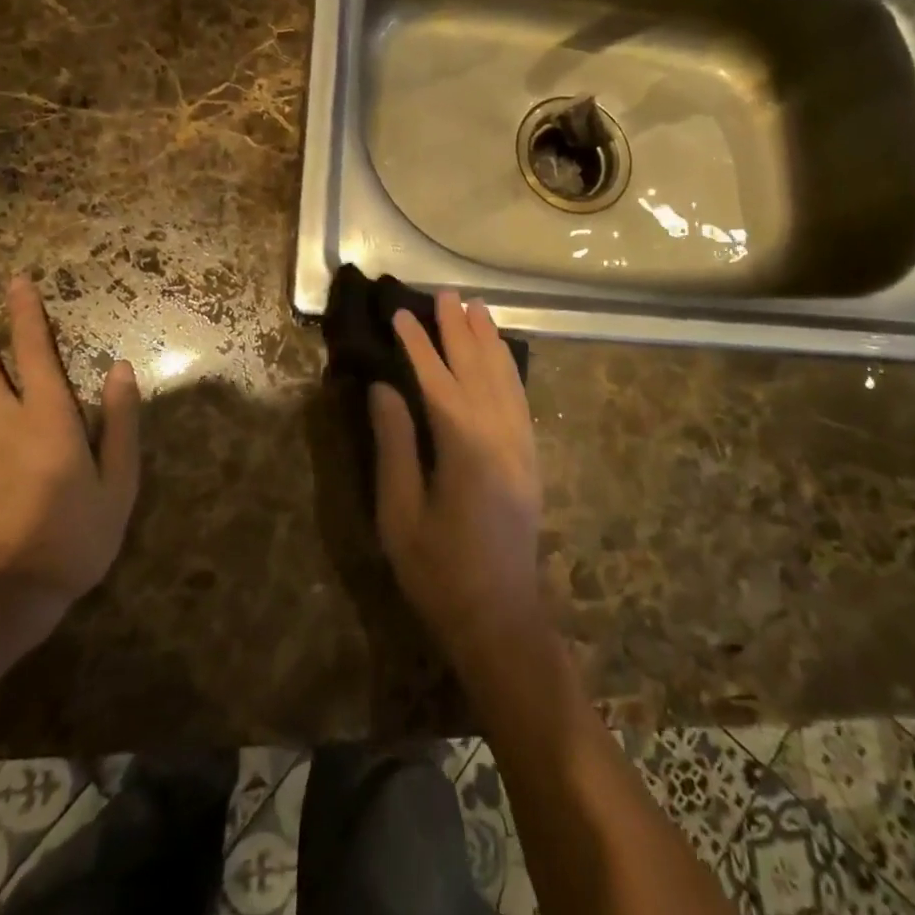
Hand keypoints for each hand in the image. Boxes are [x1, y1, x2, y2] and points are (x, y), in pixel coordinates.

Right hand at [369, 290, 545, 666]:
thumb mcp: (400, 515)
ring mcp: (523, 447)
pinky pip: (520, 400)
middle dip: (460, 330)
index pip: (438, 382)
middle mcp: (502, 438)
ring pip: (507, 380)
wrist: (500, 619)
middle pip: (479, 370)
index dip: (419, 346)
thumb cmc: (439, 574)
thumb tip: (384, 388)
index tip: (401, 315)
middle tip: (445, 295)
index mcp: (466, 450)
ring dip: (489, 341)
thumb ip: (395, 446)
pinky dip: (509, 368)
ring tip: (476, 307)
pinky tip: (500, 354)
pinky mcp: (530, 459)